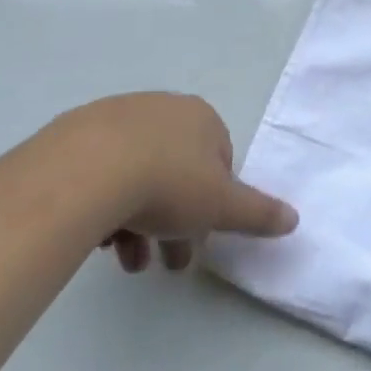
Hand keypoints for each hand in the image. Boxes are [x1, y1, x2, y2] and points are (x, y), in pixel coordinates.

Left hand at [82, 93, 297, 273]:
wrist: (85, 171)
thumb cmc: (167, 184)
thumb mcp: (222, 206)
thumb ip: (258, 213)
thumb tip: (294, 219)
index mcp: (202, 118)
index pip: (220, 160)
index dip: (213, 203)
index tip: (200, 237)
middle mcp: (163, 108)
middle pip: (176, 171)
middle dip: (174, 221)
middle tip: (164, 262)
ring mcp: (117, 117)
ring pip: (137, 174)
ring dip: (139, 221)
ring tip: (126, 261)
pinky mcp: (76, 134)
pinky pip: (100, 172)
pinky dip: (105, 204)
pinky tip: (97, 238)